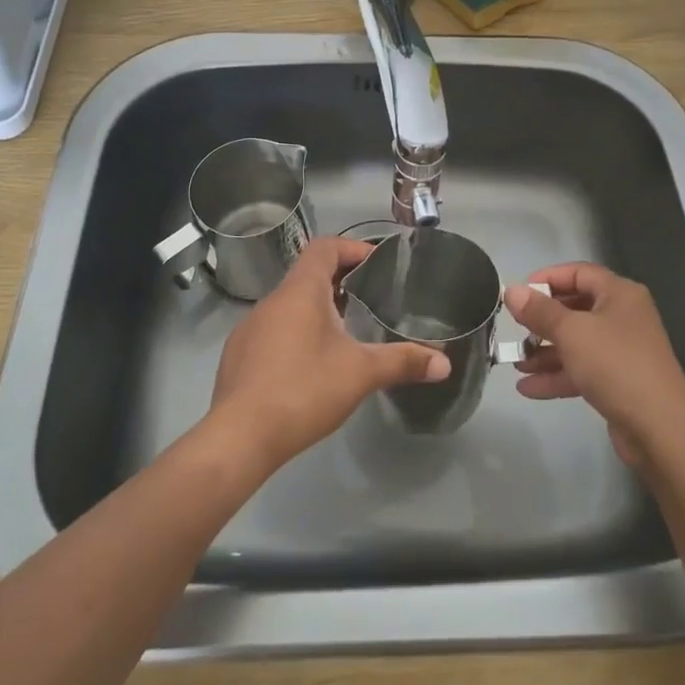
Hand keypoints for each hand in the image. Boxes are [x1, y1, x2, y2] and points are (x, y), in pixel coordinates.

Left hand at [206, 237, 451, 474]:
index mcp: (301, 291)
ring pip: (290, 305)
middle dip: (340, 281)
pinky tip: (310, 366)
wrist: (240, 437)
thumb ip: (403, 362)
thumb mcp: (361, 373)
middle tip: (371, 298)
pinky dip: (296, 334)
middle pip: (308, 274)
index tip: (377, 264)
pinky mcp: (239, 356)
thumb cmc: (303, 390)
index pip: (325, 247)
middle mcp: (272, 300)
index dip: (352, 248)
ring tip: (346, 332)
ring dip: (318, 310)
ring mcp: (250, 328)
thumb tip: (445, 362)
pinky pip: (273, 330)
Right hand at [503, 264, 684, 466]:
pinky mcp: (618, 382)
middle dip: (543, 320)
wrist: (660, 428)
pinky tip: (528, 388)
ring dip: (545, 352)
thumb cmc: (615, 365)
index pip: (579, 273)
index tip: (520, 293)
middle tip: (515, 328)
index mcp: (619, 294)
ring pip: (576, 343)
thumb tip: (512, 290)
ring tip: (516, 362)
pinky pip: (582, 370)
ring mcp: (622, 351)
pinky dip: (557, 376)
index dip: (548, 278)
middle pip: (576, 308)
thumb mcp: (571, 332)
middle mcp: (623, 317)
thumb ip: (539, 311)